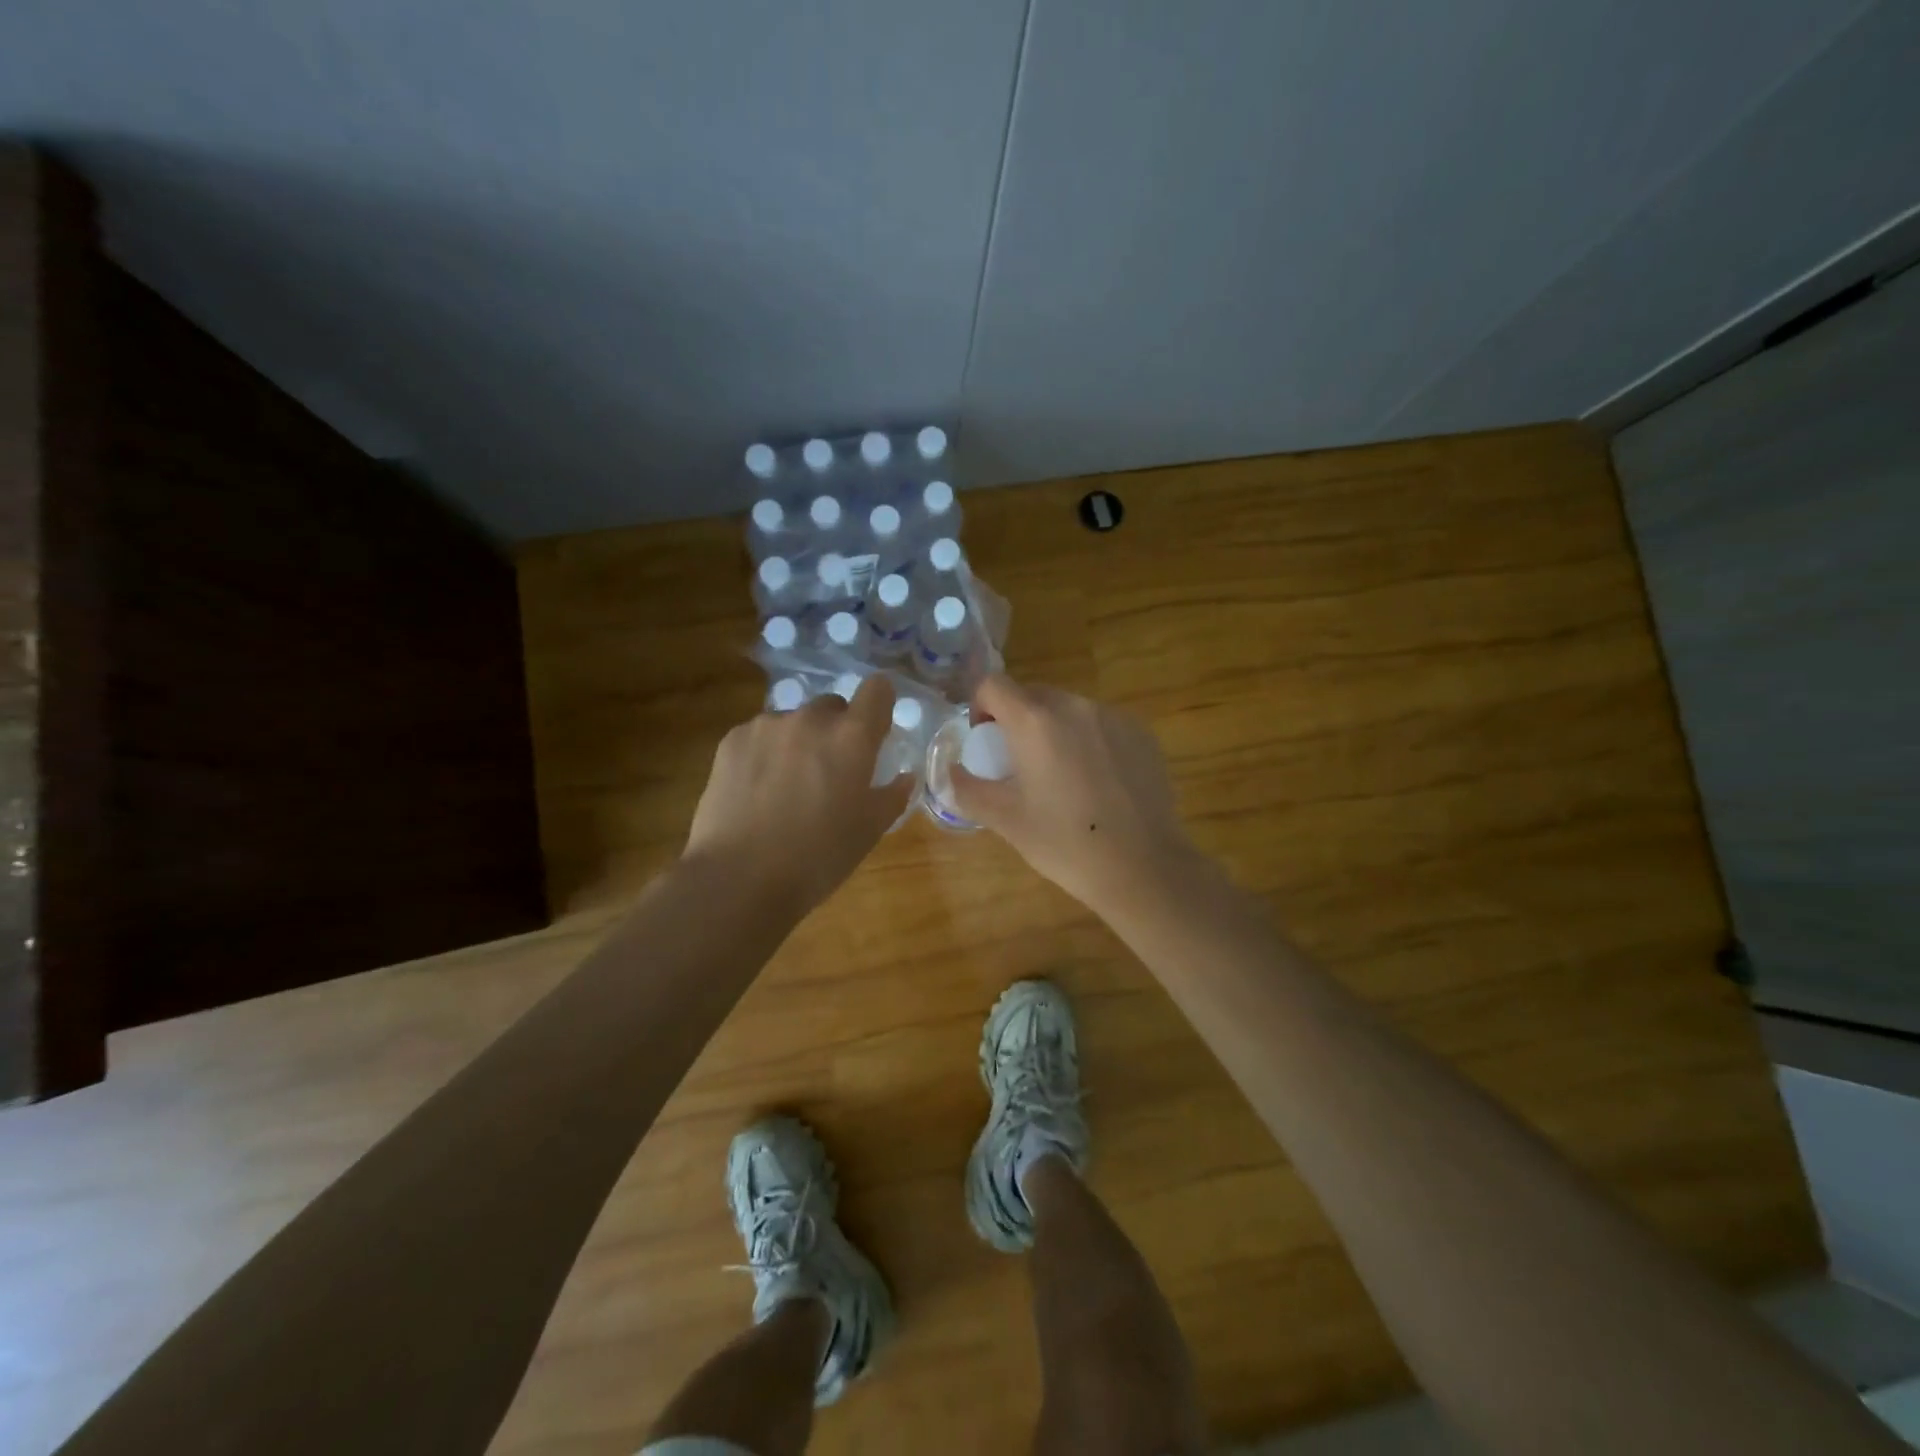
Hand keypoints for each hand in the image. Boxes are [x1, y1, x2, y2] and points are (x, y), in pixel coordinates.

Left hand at [686, 677, 913, 913]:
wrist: (739, 878)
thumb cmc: (818, 857)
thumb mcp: (869, 831)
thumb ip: (892, 796)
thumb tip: (904, 777)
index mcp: (852, 737)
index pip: (877, 689)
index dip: (880, 705)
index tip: (876, 732)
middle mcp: (810, 719)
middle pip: (833, 706)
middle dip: (837, 730)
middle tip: (830, 772)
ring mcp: (766, 725)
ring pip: (794, 721)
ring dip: (799, 742)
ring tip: (787, 786)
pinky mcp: (732, 739)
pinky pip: (760, 735)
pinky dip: (765, 753)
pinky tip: (757, 791)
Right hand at [951, 675, 1198, 916]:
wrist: (1144, 866)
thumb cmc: (1066, 843)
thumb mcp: (1006, 820)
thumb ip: (967, 789)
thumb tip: (950, 772)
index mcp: (1035, 721)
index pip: (993, 684)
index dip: (980, 706)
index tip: (985, 741)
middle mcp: (1075, 706)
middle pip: (1032, 694)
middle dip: (1017, 720)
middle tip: (1019, 764)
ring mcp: (1113, 717)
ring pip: (1069, 709)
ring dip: (1054, 730)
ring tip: (1061, 777)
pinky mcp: (1141, 733)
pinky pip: (1101, 724)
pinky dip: (1088, 741)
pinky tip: (1097, 784)